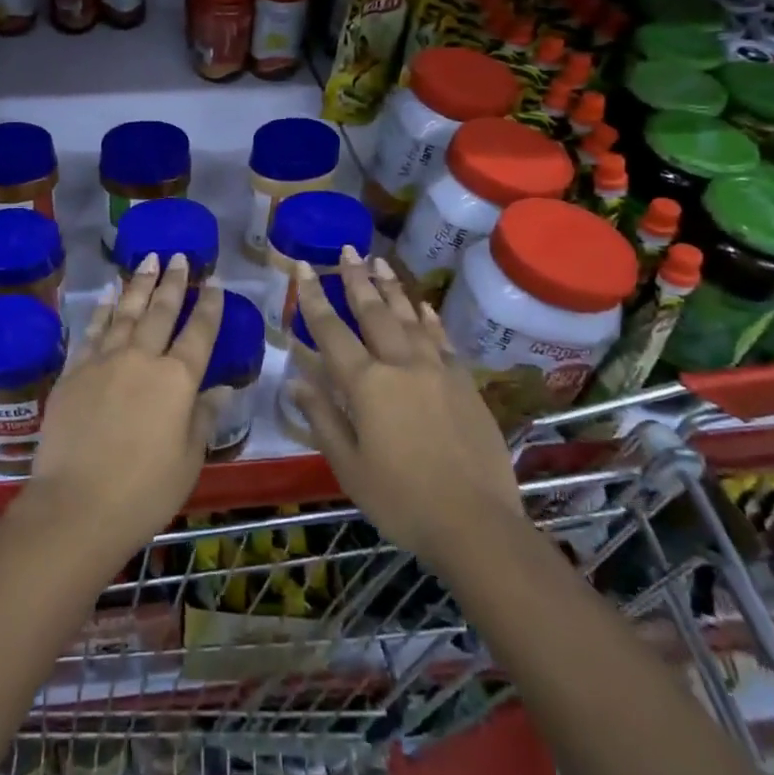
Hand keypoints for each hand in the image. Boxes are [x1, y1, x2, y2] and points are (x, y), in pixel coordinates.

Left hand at [21, 254, 222, 566]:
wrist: (76, 504)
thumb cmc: (144, 491)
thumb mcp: (188, 459)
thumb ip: (204, 417)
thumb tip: (223, 388)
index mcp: (177, 380)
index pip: (198, 332)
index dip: (209, 305)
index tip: (214, 281)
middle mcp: (141, 359)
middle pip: (161, 311)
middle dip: (172, 281)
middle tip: (177, 255)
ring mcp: (103, 360)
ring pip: (125, 312)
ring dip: (138, 284)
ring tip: (147, 259)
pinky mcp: (73, 371)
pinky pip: (92, 330)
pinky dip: (103, 309)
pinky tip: (109, 294)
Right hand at [287, 252, 521, 562]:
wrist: (476, 524)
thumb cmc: (401, 500)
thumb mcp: (348, 466)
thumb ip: (323, 418)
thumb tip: (297, 381)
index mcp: (366, 384)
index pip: (332, 330)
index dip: (314, 297)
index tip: (304, 266)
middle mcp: (400, 365)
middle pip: (373, 312)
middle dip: (356, 279)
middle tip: (347, 250)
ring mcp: (437, 370)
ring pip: (409, 318)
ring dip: (392, 288)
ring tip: (380, 261)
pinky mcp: (464, 383)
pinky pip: (442, 339)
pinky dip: (429, 318)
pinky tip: (422, 305)